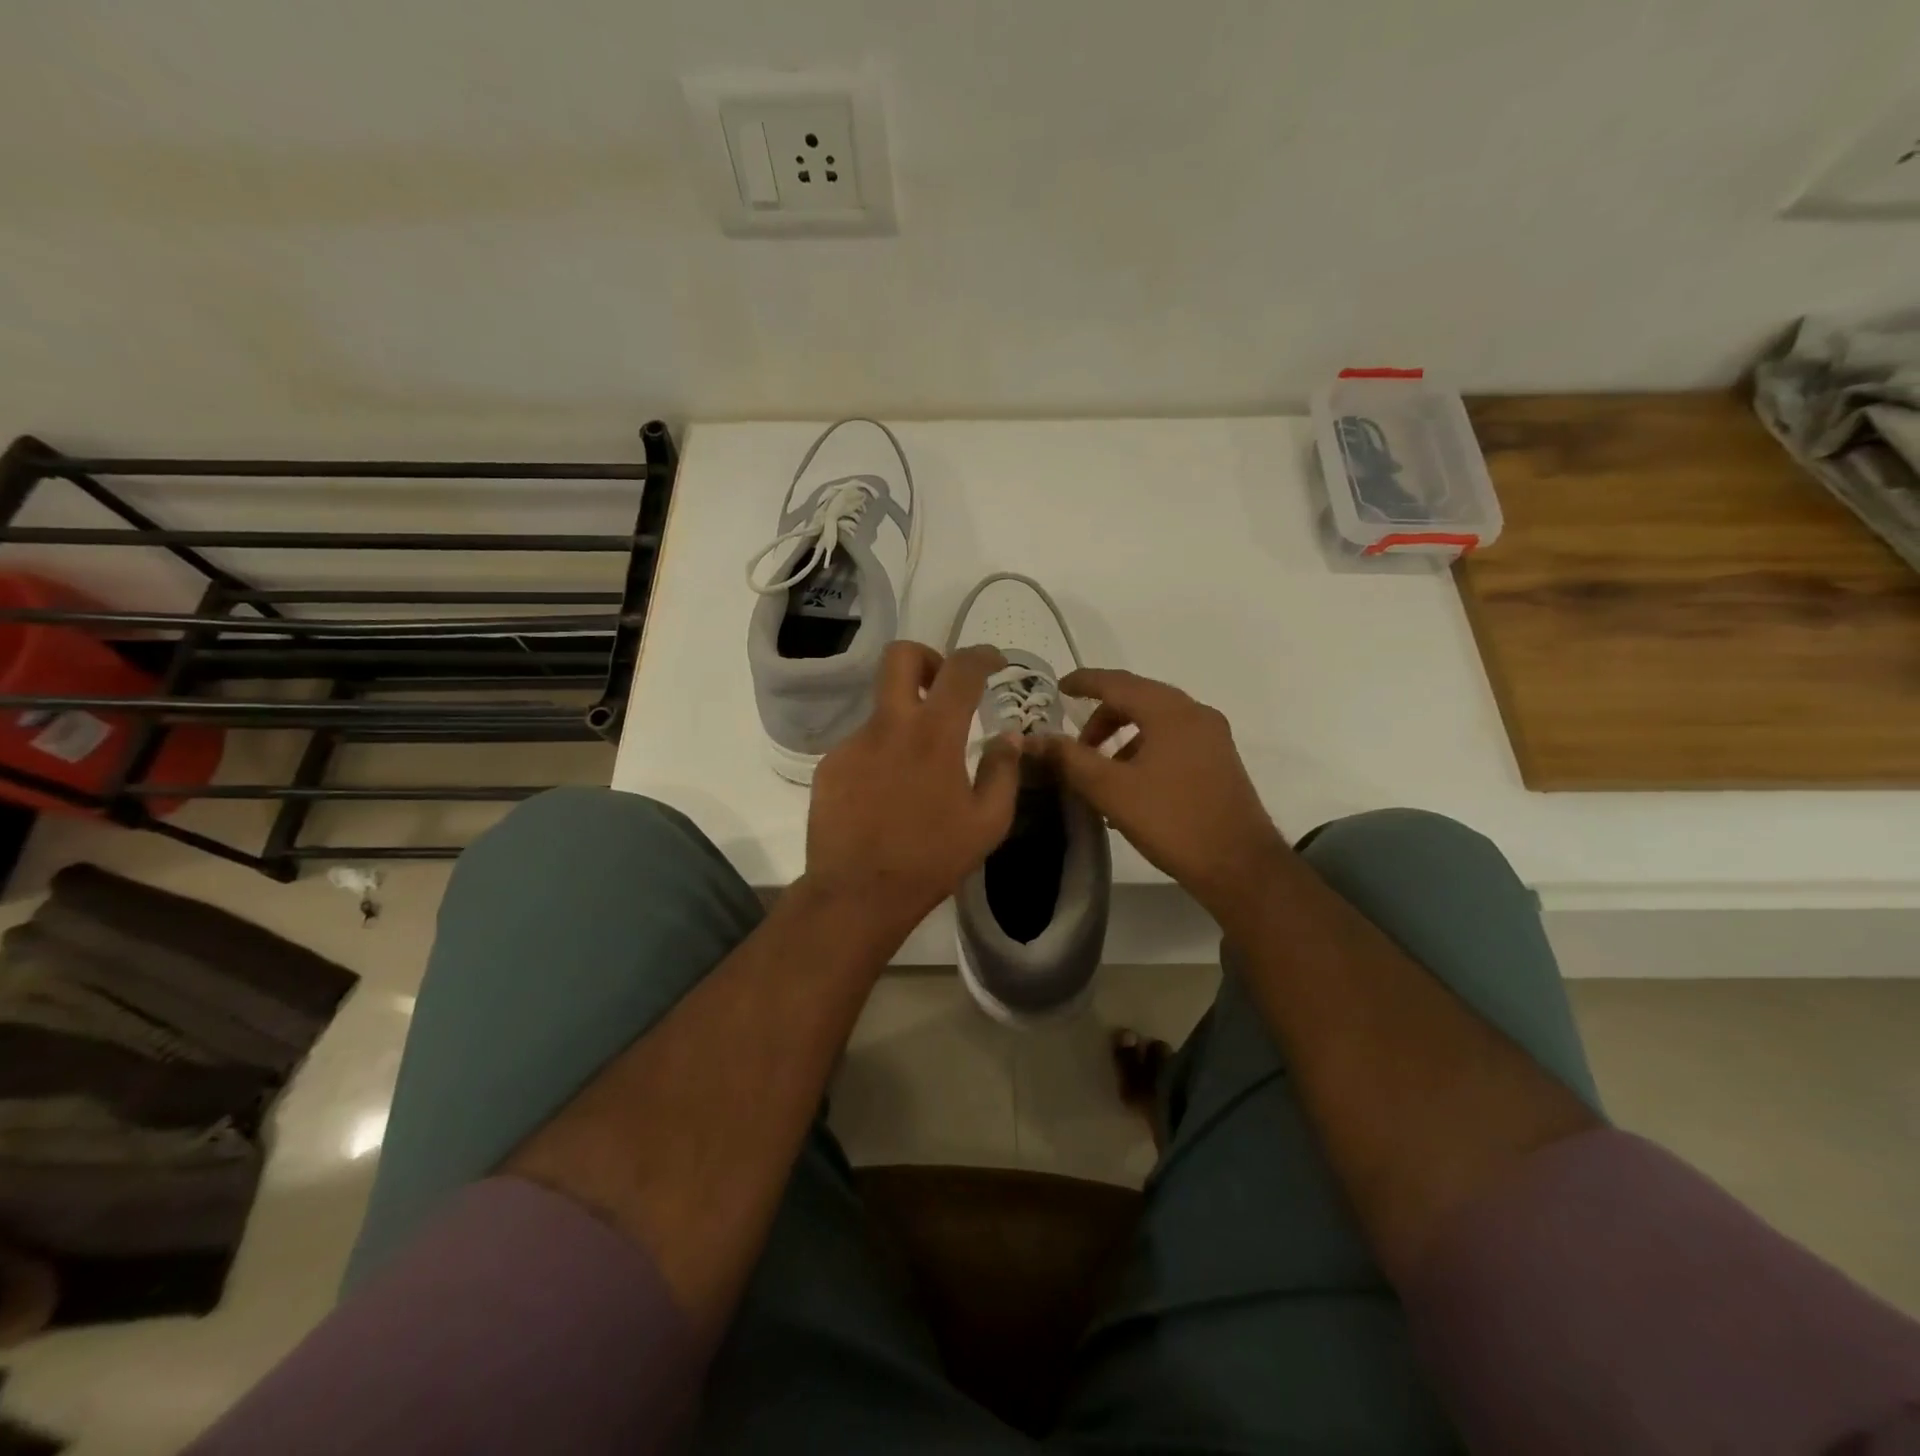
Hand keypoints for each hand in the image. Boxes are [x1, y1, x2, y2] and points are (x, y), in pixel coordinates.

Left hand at [802, 643, 1020, 952]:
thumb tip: (1010, 736)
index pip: (961, 669)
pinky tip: (887, 796)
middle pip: (900, 656)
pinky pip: (863, 744)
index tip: (993, 663)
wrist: (857, 893)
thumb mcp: (988, 823)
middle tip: (943, 690)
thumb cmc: (931, 859)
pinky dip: (882, 756)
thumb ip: (1003, 771)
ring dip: (905, 723)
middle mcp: (888, 725)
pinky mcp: (830, 765)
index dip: (982, 655)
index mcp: (934, 734)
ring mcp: (853, 743)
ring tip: (917, 775)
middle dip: (927, 659)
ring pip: (881, 708)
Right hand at [1027, 669, 1289, 931]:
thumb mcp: (1111, 790)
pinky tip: (1130, 785)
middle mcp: (1195, 714)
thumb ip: (1070, 759)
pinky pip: (1172, 740)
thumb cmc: (1172, 821)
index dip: (1084, 682)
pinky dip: (1144, 750)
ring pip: (1156, 721)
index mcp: (1170, 712)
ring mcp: (1212, 737)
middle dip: (1101, 716)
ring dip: (1122, 736)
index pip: (1117, 682)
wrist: (1239, 866)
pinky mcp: (1219, 761)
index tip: (1058, 687)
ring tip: (1100, 771)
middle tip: (1075, 745)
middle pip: (1138, 699)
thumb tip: (1036, 739)